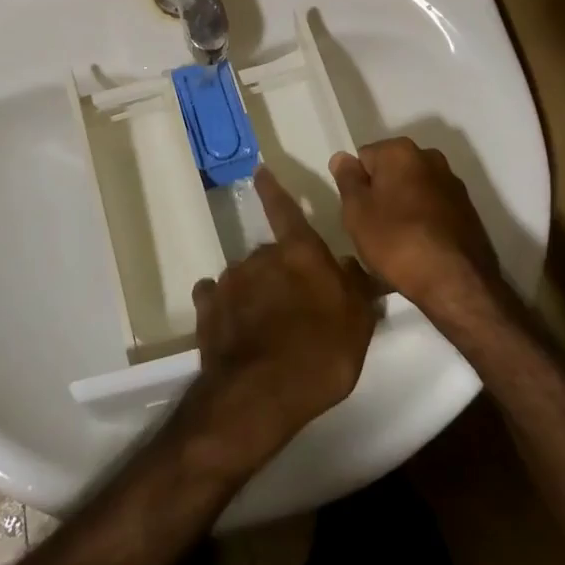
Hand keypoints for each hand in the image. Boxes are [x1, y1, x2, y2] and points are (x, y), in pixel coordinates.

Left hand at [187, 167, 377, 468]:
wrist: (261, 392)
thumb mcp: (358, 321)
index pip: (285, 210)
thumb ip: (356, 287)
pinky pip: (216, 299)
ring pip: (245, 277)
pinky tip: (235, 328)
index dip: (273, 191)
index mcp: (299, 252)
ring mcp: (229, 282)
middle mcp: (261, 257)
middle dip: (281, 271)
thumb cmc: (322, 352)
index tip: (260, 171)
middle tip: (296, 304)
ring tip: (268, 327)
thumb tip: (354, 264)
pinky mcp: (206, 310)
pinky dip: (224, 308)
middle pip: (271, 254)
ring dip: (255, 292)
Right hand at [331, 139, 502, 320]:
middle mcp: (430, 158)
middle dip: (380, 196)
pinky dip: (423, 223)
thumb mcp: (357, 211)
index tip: (357, 214)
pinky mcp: (468, 211)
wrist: (456, 281)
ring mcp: (453, 184)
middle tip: (372, 230)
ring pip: (413, 192)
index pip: (364, 158)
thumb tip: (343, 157)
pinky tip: (419, 251)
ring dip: (402, 210)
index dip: (356, 186)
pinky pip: (433, 210)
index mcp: (400, 150)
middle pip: (391, 173)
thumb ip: (347, 179)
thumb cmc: (396, 240)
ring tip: (396, 246)